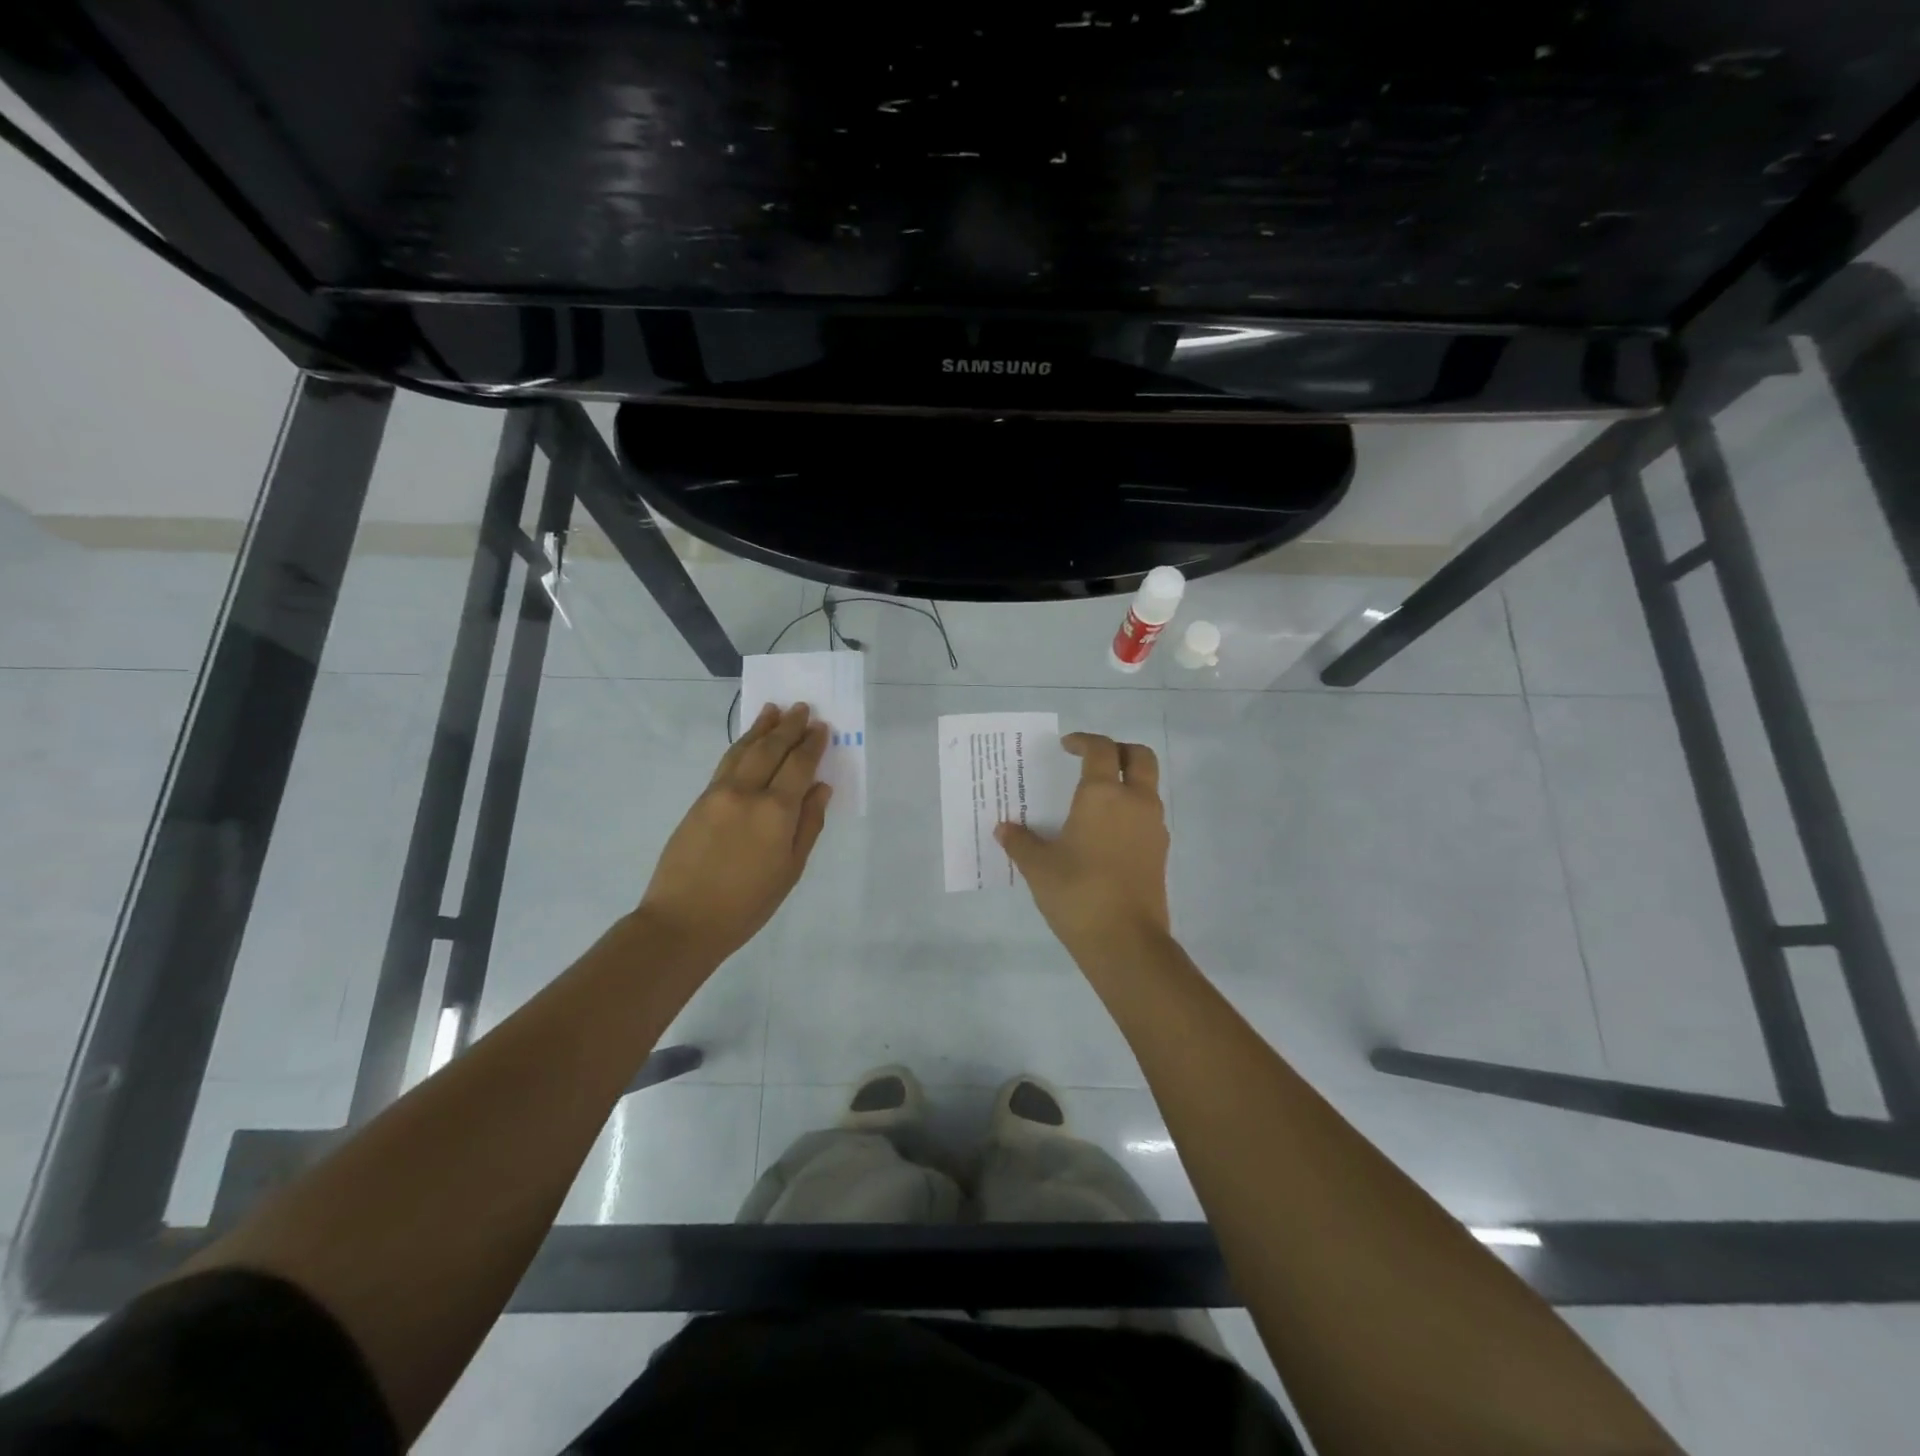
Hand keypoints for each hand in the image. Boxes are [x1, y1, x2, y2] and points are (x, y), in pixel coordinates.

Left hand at [638, 702, 831, 967]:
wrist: (683, 921)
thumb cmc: (747, 904)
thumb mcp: (790, 870)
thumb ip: (808, 825)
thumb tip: (820, 788)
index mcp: (776, 812)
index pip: (799, 766)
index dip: (812, 745)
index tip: (822, 727)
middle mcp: (747, 793)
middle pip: (771, 749)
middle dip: (789, 727)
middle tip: (803, 708)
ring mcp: (719, 794)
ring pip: (744, 750)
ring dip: (761, 728)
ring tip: (773, 710)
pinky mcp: (699, 801)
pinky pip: (726, 763)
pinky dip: (740, 746)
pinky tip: (748, 741)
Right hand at [996, 732, 1171, 963]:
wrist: (1125, 941)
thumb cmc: (1078, 893)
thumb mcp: (1038, 867)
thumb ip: (1020, 842)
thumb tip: (1004, 829)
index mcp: (1103, 795)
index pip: (1101, 749)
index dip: (1084, 742)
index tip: (1067, 747)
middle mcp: (1135, 802)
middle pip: (1140, 757)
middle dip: (1119, 750)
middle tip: (1094, 760)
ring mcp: (1154, 827)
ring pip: (1148, 786)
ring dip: (1127, 781)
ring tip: (1097, 799)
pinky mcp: (1160, 852)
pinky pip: (1148, 815)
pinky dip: (1131, 810)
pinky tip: (1106, 833)